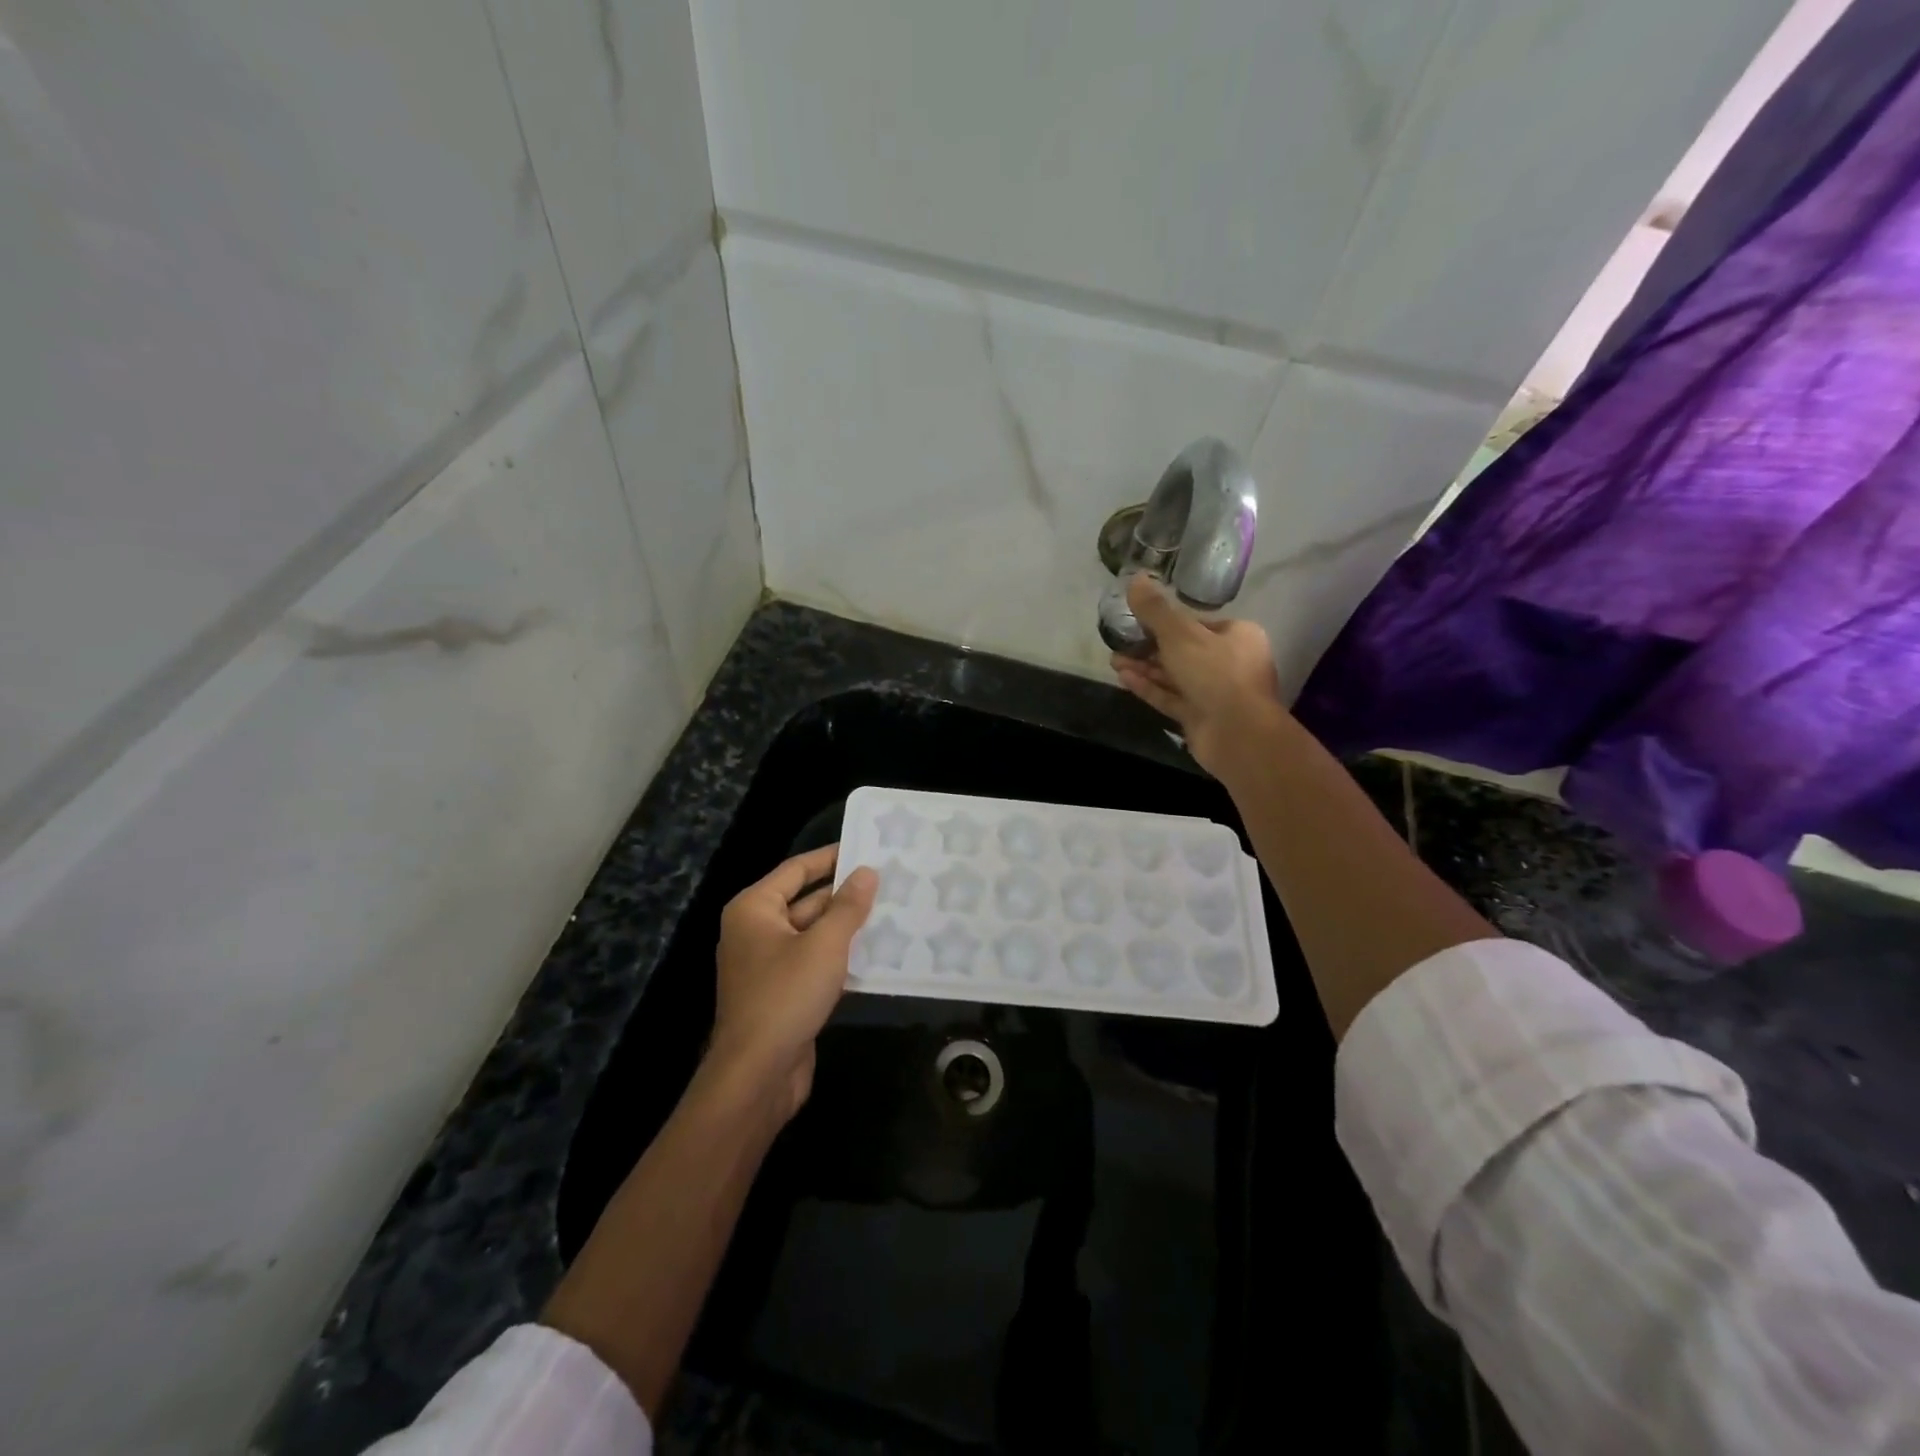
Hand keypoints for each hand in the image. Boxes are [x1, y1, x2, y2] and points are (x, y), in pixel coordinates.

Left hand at [709, 845, 877, 1121]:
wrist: (757, 1075)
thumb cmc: (786, 995)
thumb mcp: (824, 945)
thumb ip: (848, 906)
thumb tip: (867, 872)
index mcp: (754, 909)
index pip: (797, 869)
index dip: (831, 857)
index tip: (867, 848)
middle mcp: (756, 931)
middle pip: (806, 901)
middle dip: (845, 895)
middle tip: (889, 882)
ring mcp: (768, 965)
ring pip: (813, 935)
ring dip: (847, 927)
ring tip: (891, 912)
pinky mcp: (782, 994)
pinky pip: (814, 963)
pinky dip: (840, 957)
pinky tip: (877, 954)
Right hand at [1110, 574, 1285, 776]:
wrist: (1238, 734)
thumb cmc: (1216, 674)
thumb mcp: (1181, 635)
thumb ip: (1155, 610)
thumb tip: (1135, 578)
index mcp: (1237, 635)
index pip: (1198, 623)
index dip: (1167, 621)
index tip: (1138, 620)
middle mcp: (1230, 662)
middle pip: (1184, 650)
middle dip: (1149, 646)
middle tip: (1119, 642)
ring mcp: (1215, 692)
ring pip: (1175, 675)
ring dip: (1145, 667)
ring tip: (1114, 660)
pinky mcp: (1200, 717)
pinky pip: (1171, 697)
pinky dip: (1149, 687)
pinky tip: (1123, 678)